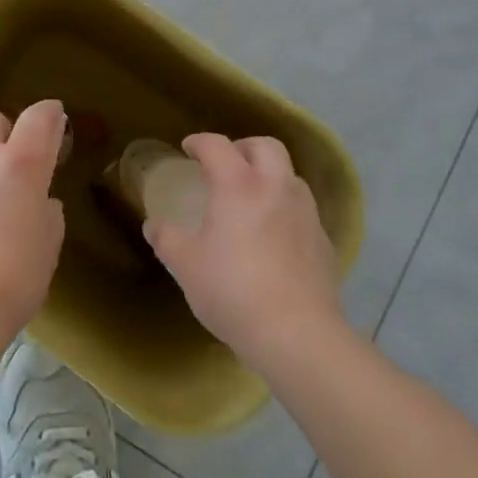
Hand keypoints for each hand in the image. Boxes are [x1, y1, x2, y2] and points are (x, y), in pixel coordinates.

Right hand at [144, 133, 343, 373]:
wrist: (298, 335)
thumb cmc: (233, 291)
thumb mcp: (185, 265)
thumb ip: (166, 239)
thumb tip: (153, 225)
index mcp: (238, 184)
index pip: (217, 145)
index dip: (199, 142)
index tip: (188, 148)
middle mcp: (275, 187)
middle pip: (265, 146)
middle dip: (243, 148)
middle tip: (225, 165)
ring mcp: (305, 213)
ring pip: (289, 175)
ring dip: (269, 176)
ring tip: (251, 199)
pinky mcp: (323, 241)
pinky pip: (302, 210)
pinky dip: (285, 209)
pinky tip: (274, 236)